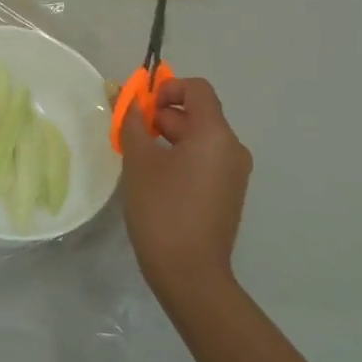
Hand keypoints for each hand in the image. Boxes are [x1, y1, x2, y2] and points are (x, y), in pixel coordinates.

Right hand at [120, 75, 252, 311]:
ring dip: (168, 137)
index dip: (167, 88)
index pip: (197, 89)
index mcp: (215, 134)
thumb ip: (132, 123)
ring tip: (139, 159)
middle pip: (197, 113)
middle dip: (162, 116)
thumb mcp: (139, 161)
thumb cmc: (162, 210)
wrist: (190, 273)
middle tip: (130, 136)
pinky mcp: (228, 193)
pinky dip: (180, 157)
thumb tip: (128, 100)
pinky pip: (204, 160)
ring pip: (199, 138)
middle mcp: (232, 148)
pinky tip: (156, 179)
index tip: (140, 108)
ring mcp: (234, 173)